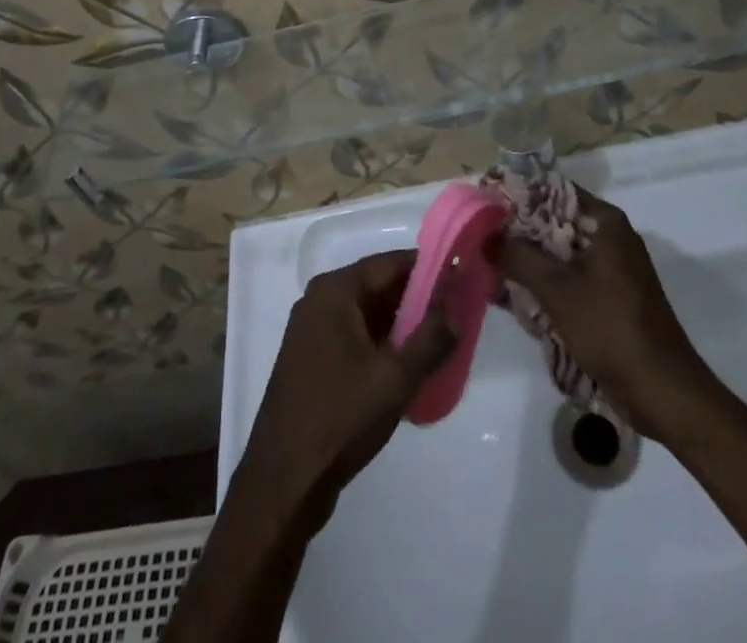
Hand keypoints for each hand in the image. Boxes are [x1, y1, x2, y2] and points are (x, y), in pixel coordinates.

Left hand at [232, 252, 453, 529]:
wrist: (283, 483)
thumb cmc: (339, 419)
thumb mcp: (395, 378)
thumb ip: (432, 338)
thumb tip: (457, 307)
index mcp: (334, 291)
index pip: (390, 263)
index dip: (429, 268)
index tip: (463, 278)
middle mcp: (320, 300)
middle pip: (379, 286)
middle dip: (419, 298)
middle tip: (459, 312)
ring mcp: (313, 331)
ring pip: (369, 314)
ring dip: (403, 324)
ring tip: (444, 339)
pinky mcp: (313, 359)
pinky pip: (357, 336)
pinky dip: (384, 344)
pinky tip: (411, 366)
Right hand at [499, 188, 708, 439]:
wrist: (663, 391)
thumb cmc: (610, 328)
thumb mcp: (556, 289)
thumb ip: (518, 257)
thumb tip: (486, 236)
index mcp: (605, 222)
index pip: (554, 190)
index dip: (519, 195)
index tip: (487, 205)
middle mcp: (611, 236)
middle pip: (556, 221)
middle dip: (519, 231)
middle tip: (482, 237)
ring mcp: (613, 268)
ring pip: (561, 251)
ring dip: (530, 259)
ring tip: (491, 266)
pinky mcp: (611, 296)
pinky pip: (571, 276)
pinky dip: (546, 281)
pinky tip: (516, 295)